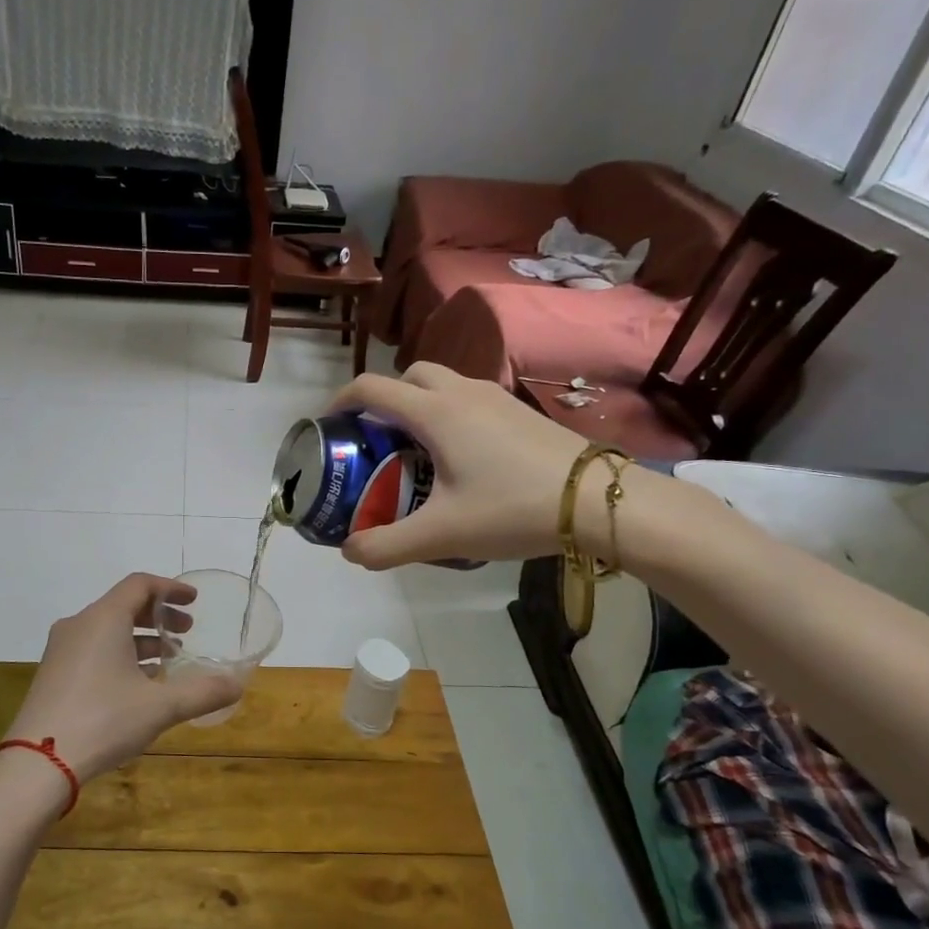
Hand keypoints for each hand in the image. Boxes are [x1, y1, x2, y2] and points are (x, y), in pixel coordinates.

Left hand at [1, 573, 243, 785]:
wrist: (37, 763)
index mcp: (103, 619)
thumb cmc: (103, 721)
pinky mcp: (54, 674)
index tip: (194, 601)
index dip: (170, 589)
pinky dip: (120, 654)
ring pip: (108, 629)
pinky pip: (93, 649)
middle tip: (186, 633)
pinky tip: (138, 684)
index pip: (140, 585)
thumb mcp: (160, 707)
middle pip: (123, 604)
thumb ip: (202, 692)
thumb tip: (238, 685)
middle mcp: (79, 625)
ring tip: (168, 660)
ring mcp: (62, 650)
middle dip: (159, 616)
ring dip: (141, 638)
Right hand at [328, 363, 591, 568]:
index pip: (373, 389)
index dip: (341, 401)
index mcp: (436, 413)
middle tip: (377, 439)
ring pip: (444, 384)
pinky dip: (450, 414)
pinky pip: (470, 399)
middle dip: (384, 399)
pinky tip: (461, 458)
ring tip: (416, 450)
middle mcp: (463, 393)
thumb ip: (386, 546)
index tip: (329, 424)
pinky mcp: (520, 413)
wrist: (598, 501)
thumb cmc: (512, 509)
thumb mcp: (442, 535)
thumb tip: (349, 552)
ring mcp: (497, 399)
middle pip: (410, 376)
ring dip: (419, 405)